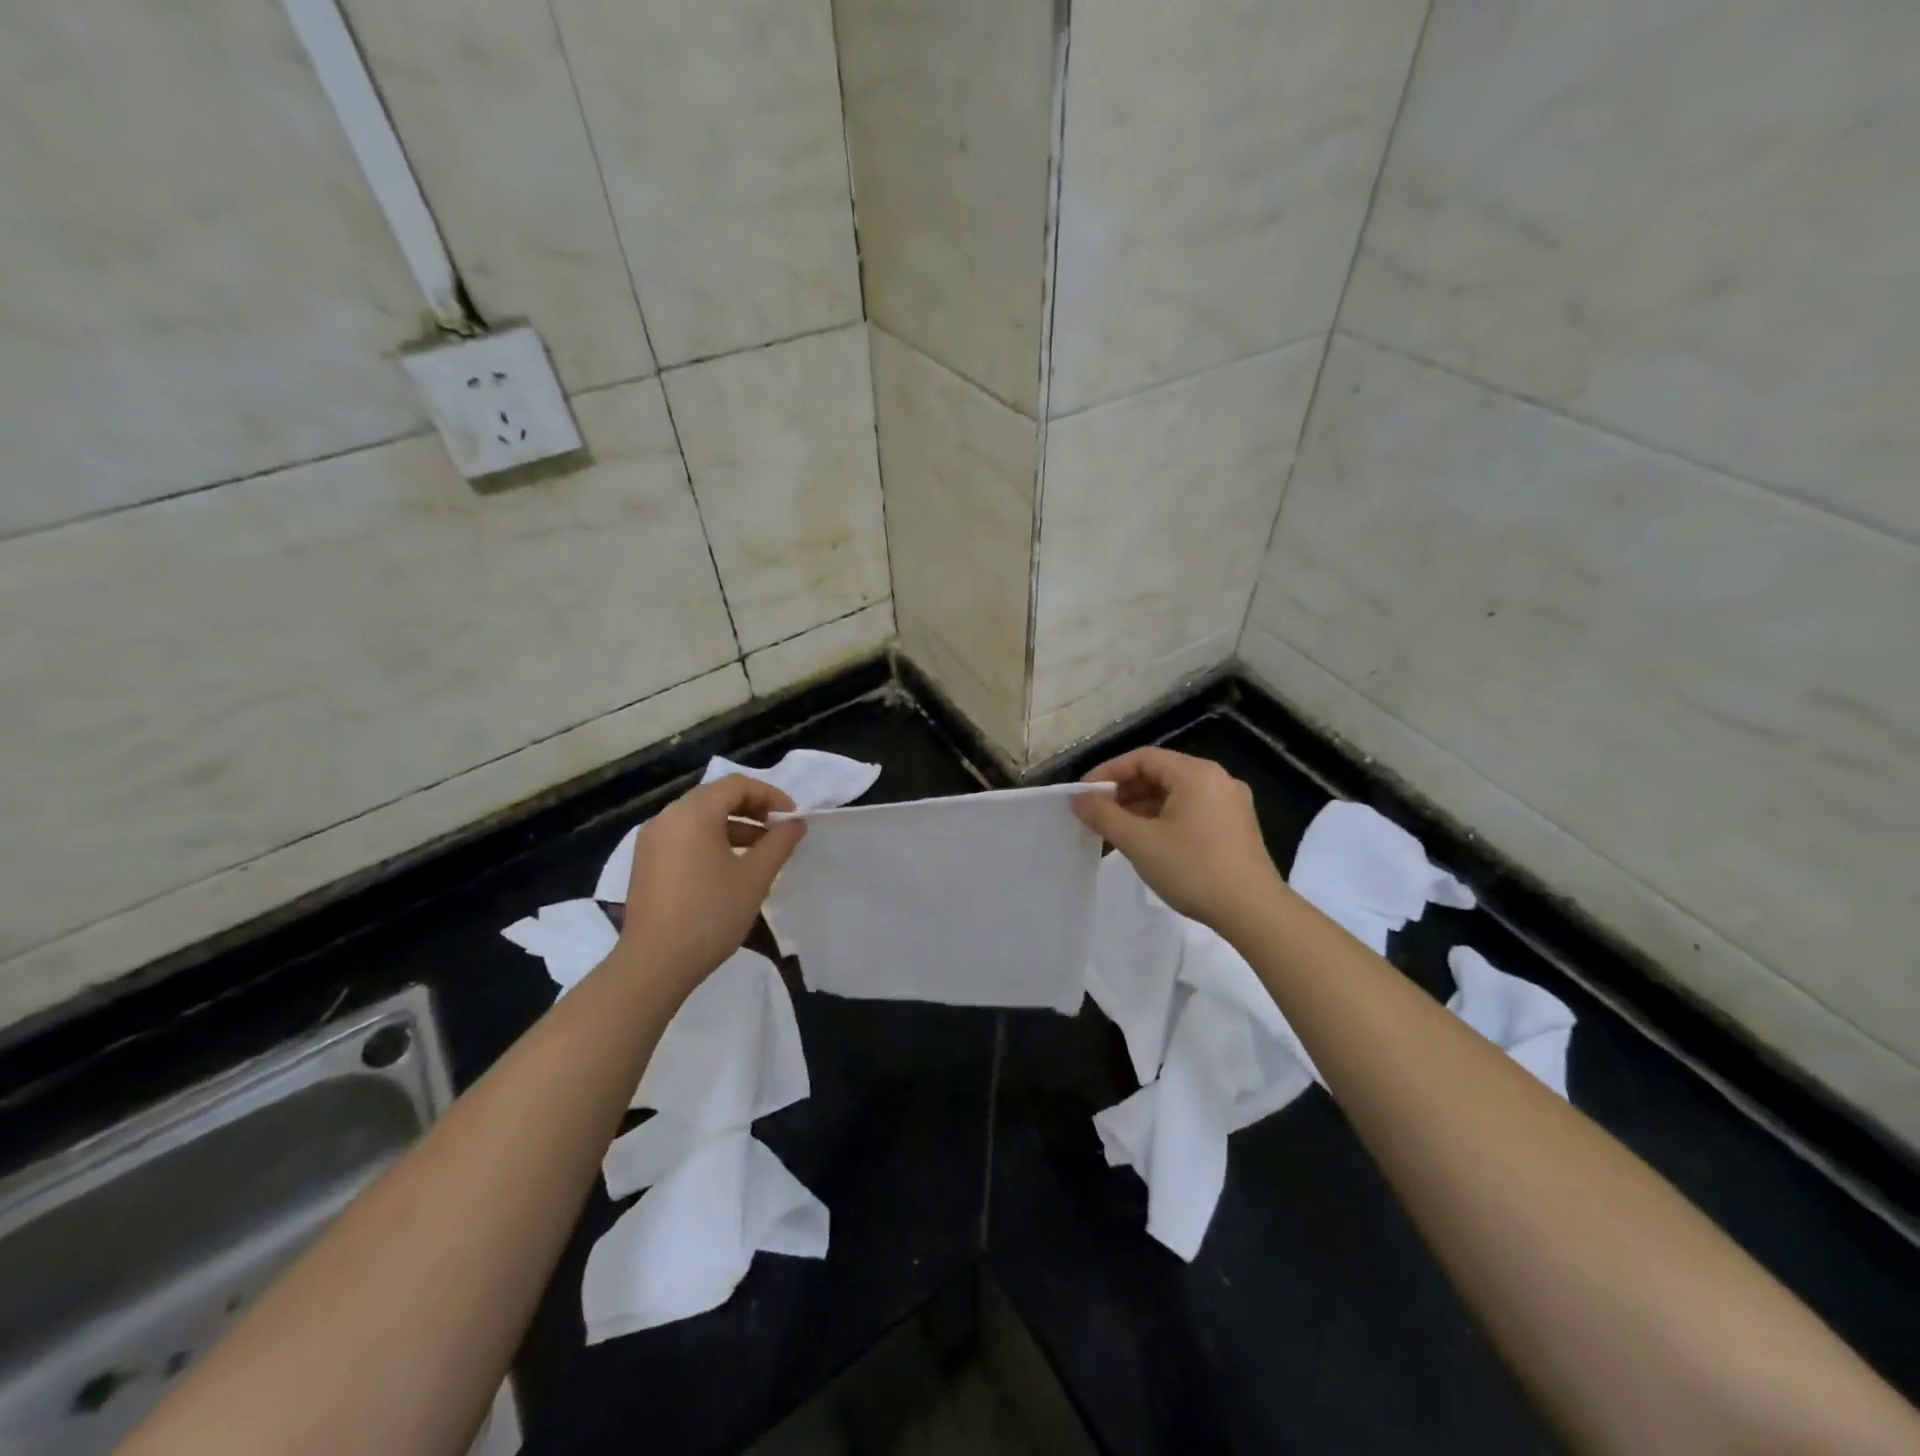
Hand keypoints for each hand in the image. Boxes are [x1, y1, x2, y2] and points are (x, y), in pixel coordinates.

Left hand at [620, 775, 806, 993]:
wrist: (655, 963)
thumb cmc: (711, 914)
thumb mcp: (754, 877)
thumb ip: (779, 843)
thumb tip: (796, 823)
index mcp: (692, 814)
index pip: (736, 785)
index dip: (770, 795)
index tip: (791, 818)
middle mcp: (667, 818)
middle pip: (716, 797)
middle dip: (752, 809)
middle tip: (778, 831)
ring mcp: (652, 841)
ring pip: (699, 818)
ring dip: (734, 826)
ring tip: (761, 852)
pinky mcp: (646, 863)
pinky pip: (684, 837)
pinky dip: (711, 841)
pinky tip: (731, 868)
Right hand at [1073, 747, 1285, 930]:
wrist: (1253, 911)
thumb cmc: (1193, 869)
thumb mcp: (1140, 842)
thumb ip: (1104, 816)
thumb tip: (1079, 800)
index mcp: (1196, 773)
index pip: (1143, 758)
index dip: (1108, 772)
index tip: (1084, 795)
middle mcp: (1217, 779)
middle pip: (1160, 773)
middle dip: (1124, 792)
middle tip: (1097, 814)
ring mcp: (1230, 803)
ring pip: (1175, 794)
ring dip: (1142, 808)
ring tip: (1116, 831)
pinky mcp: (1235, 826)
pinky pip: (1191, 810)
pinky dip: (1164, 819)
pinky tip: (1147, 842)